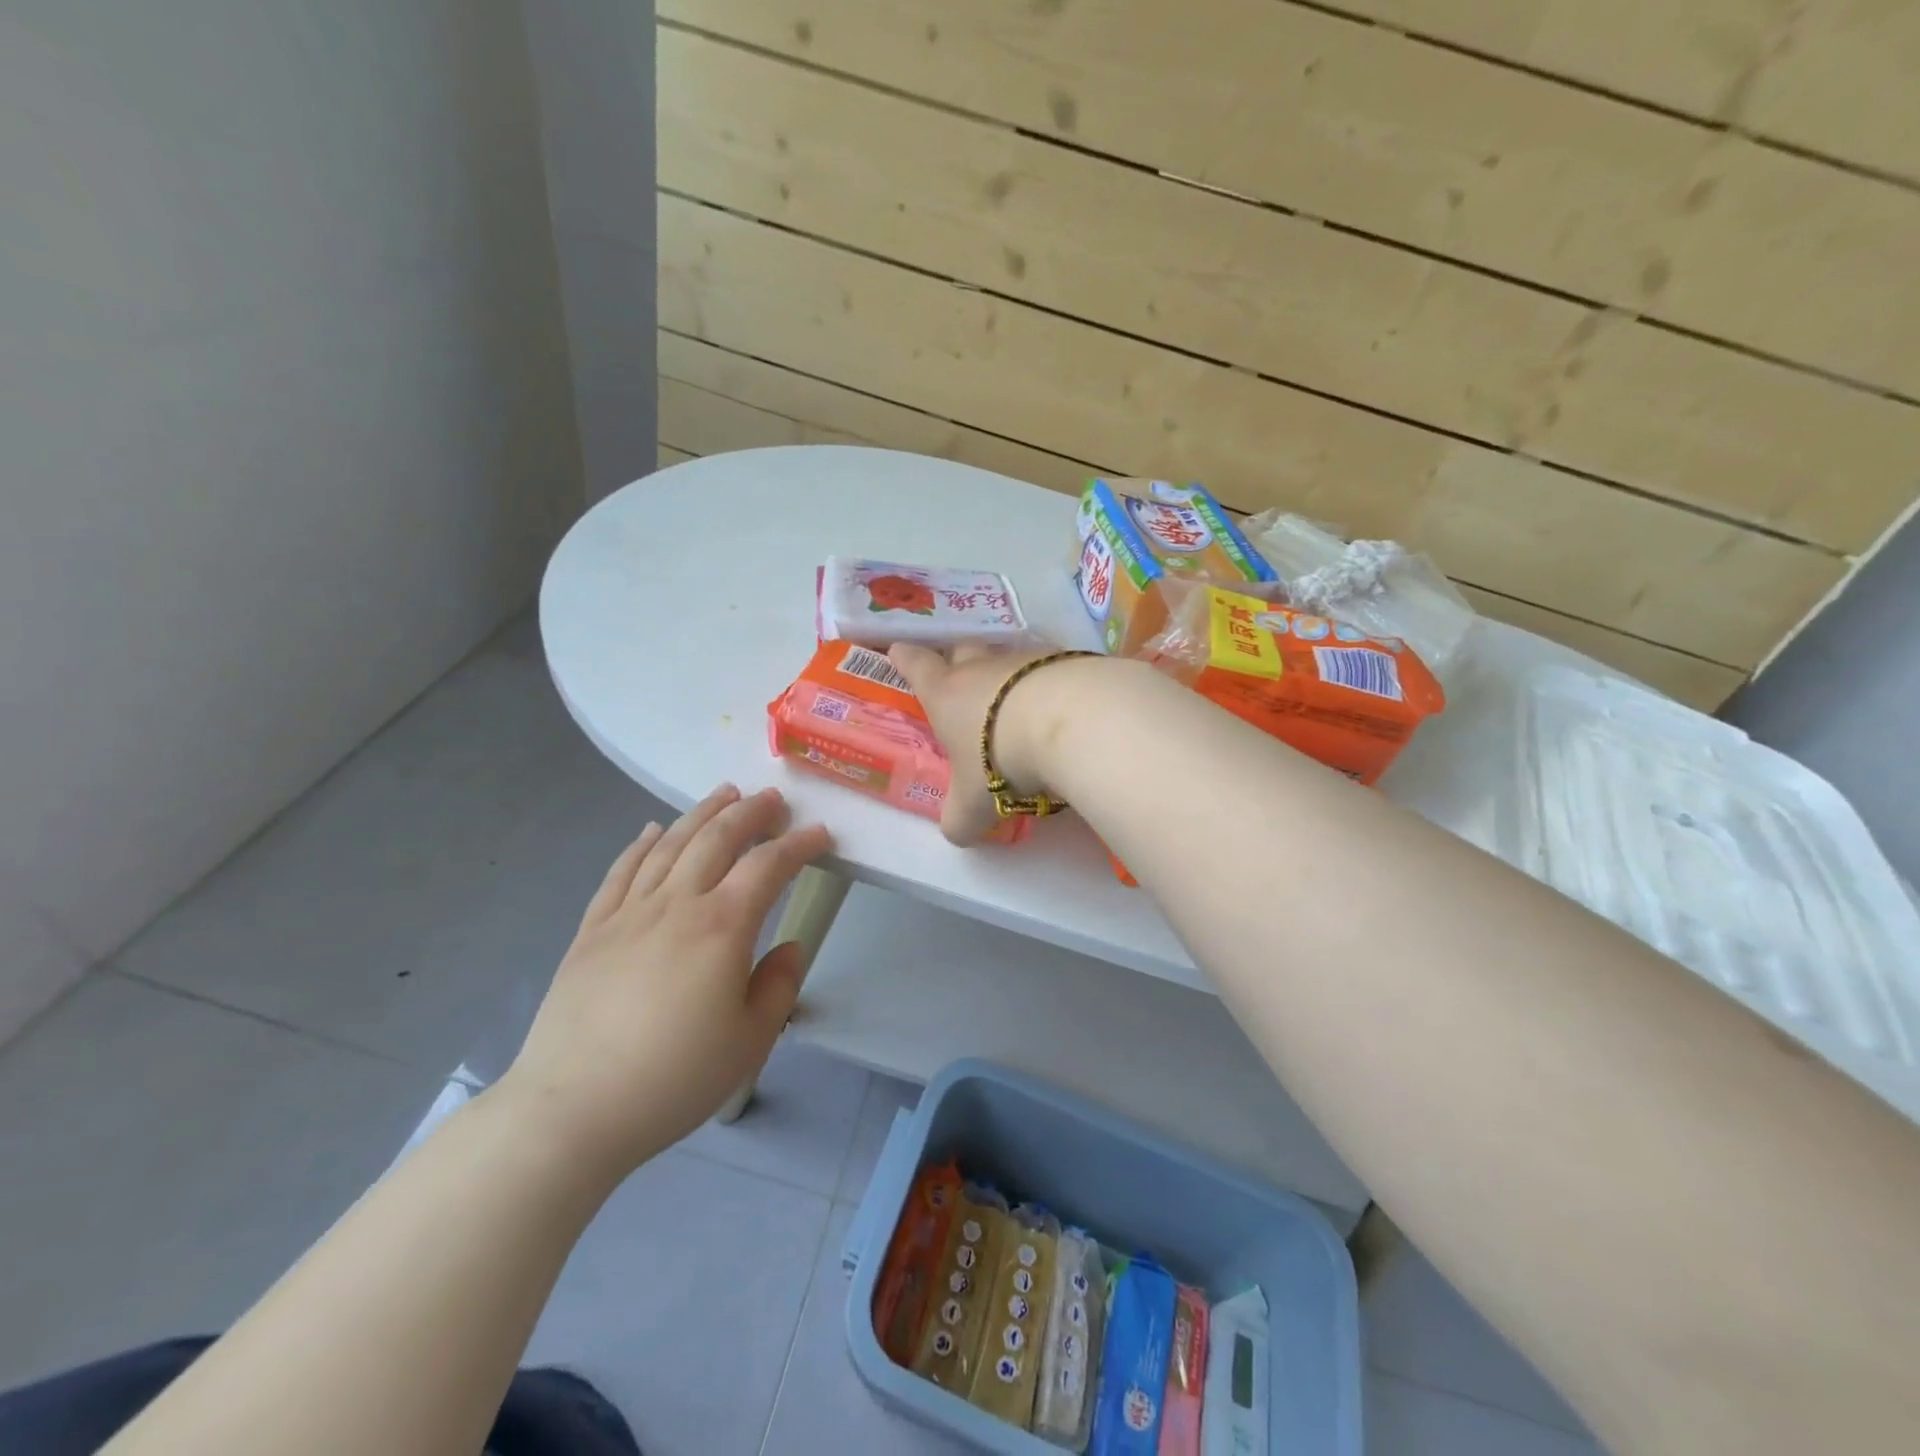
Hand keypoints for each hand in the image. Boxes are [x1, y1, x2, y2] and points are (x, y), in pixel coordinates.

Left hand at [497, 784, 831, 1180]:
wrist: (573, 1109)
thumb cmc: (674, 1078)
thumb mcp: (751, 1041)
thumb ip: (779, 986)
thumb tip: (789, 947)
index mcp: (722, 927)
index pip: (768, 867)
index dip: (798, 844)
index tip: (819, 833)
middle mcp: (676, 904)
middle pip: (717, 839)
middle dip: (750, 813)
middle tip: (772, 799)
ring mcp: (628, 913)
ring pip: (670, 844)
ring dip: (701, 814)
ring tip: (724, 795)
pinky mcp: (592, 930)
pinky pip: (621, 872)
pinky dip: (642, 844)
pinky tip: (653, 830)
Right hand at [888, 642, 1109, 845]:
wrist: (1069, 721)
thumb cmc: (1001, 758)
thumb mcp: (973, 804)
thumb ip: (960, 819)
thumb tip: (957, 831)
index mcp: (946, 694)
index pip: (917, 666)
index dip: (906, 659)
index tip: (898, 650)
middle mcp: (982, 668)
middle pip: (962, 650)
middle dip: (957, 659)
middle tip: (959, 674)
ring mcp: (1025, 659)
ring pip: (1008, 657)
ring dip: (1008, 674)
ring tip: (1016, 697)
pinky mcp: (1067, 660)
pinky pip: (1051, 666)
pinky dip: (1050, 681)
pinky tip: (1061, 703)